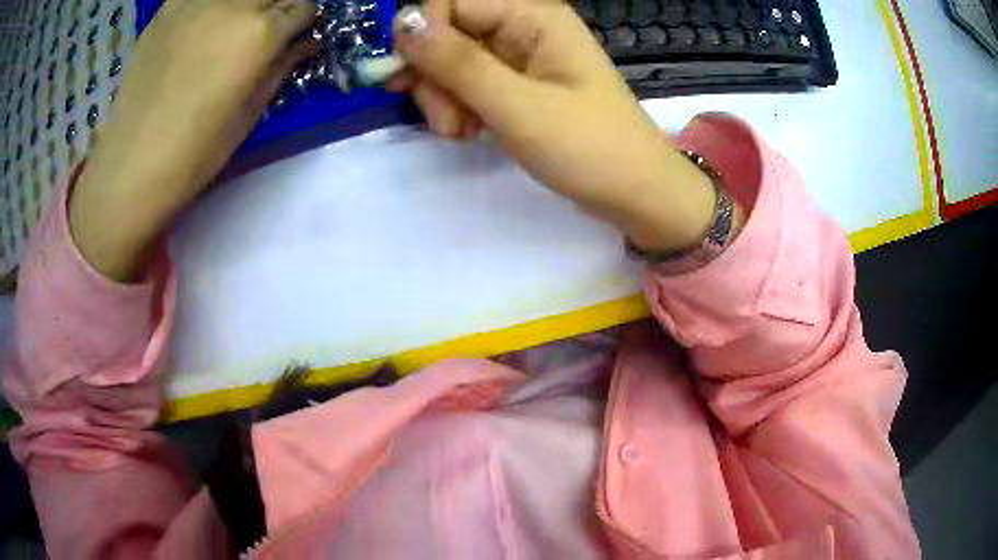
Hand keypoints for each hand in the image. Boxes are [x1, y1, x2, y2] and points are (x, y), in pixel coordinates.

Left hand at [70, 0, 315, 280]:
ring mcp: (197, 2)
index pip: (304, 7)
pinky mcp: (167, 9)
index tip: (296, 36)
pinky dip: (209, 5)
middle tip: (265, 30)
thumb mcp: (248, 115)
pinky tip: (203, 23)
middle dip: (278, 7)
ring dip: (244, 5)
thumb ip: (281, 68)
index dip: (304, 22)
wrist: (131, 164)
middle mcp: (234, 6)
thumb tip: (306, 43)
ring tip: (231, 28)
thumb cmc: (194, 152)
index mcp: (260, 35)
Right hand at [390, 0, 727, 254]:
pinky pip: (469, 83)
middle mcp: (523, 27)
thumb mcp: (517, 105)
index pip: (450, 2)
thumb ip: (457, 62)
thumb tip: (403, 23)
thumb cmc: (588, 147)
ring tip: (462, 133)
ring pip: (452, 61)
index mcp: (533, 16)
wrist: (634, 193)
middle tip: (445, 122)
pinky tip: (470, 132)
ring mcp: (519, 57)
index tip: (402, 79)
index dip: (419, 35)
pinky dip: (459, 107)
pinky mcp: (516, 84)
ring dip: (443, 97)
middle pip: (447, 33)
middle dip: (433, 76)